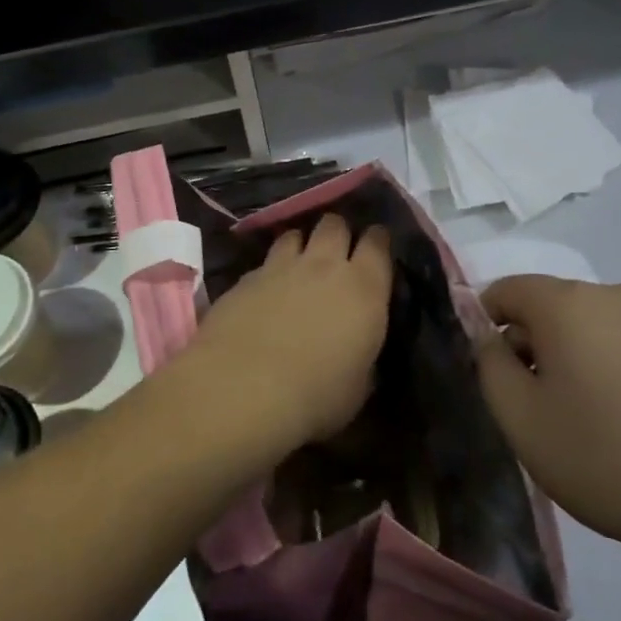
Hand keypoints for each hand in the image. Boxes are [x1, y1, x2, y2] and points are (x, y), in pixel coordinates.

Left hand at [178, 214, 391, 450]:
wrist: (242, 389)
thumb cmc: (315, 396)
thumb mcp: (358, 387)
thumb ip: (363, 357)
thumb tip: (358, 350)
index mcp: (364, 288)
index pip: (378, 242)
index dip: (378, 241)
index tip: (377, 250)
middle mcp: (324, 265)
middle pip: (335, 224)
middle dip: (339, 233)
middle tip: (338, 253)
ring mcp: (280, 267)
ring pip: (295, 234)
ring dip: (301, 244)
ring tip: (299, 264)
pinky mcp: (245, 278)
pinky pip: (264, 262)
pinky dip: (269, 270)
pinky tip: (265, 291)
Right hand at [477, 278, 620, 559]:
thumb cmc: (607, 457)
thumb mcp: (522, 419)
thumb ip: (489, 366)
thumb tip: (488, 336)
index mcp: (566, 303)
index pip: (505, 290)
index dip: (484, 326)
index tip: (491, 375)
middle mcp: (611, 295)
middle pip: (547, 306)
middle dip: (529, 346)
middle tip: (532, 407)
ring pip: (586, 326)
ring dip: (568, 359)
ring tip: (579, 420)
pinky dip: (606, 367)